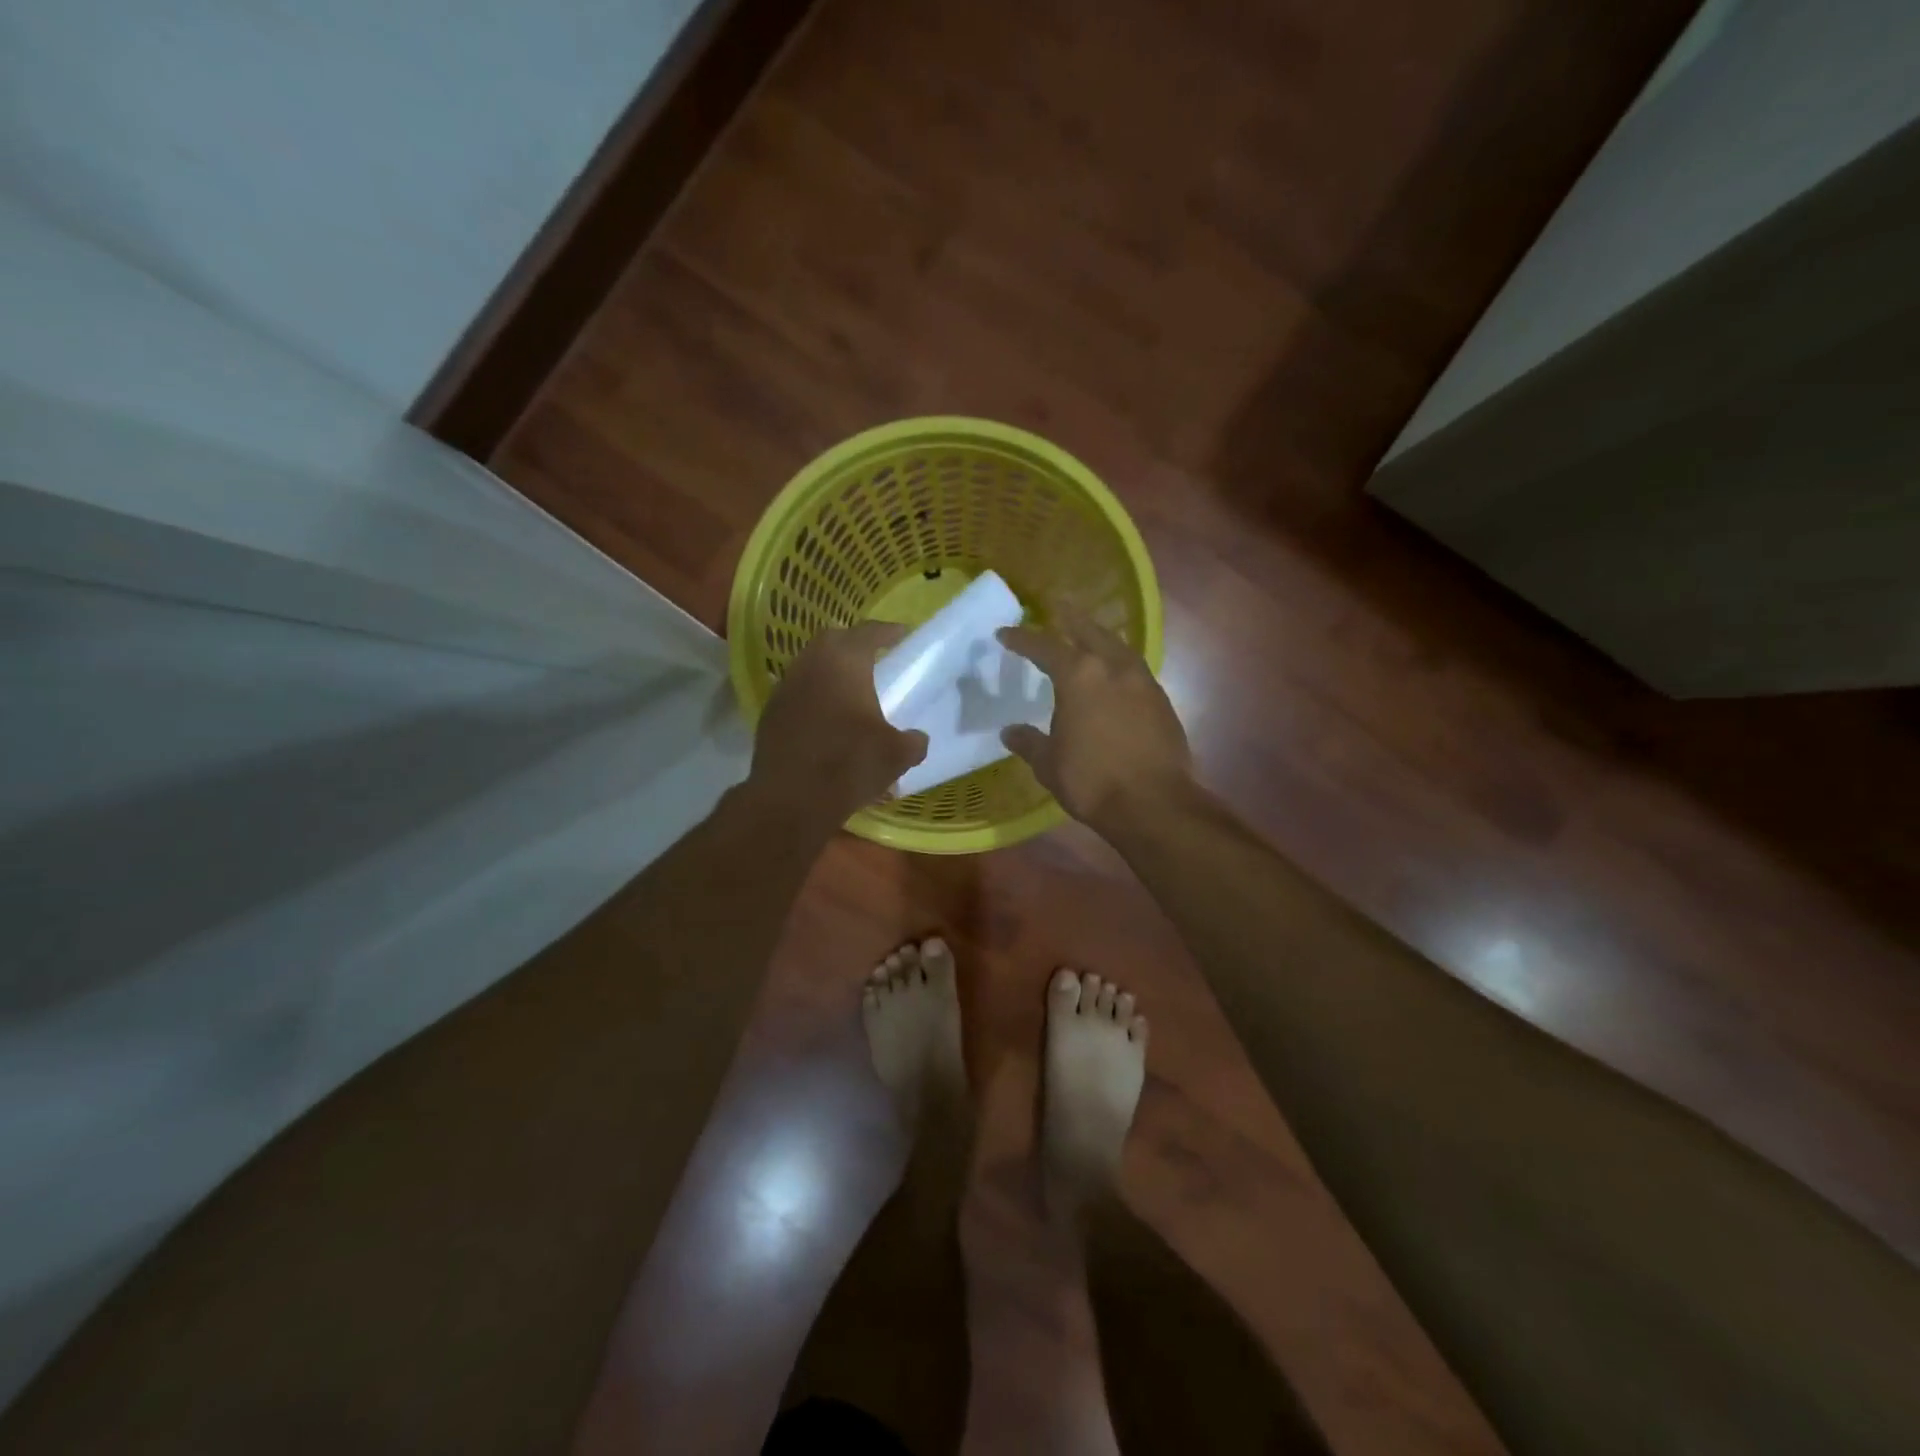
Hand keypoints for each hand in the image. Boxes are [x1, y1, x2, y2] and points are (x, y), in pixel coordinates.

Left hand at [748, 620, 928, 825]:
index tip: (901, 634)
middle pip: (832, 640)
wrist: (792, 799)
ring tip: (850, 686)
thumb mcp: (897, 755)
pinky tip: (826, 715)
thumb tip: (917, 739)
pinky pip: (797, 692)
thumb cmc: (850, 764)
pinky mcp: (770, 714)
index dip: (887, 631)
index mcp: (845, 663)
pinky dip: (814, 694)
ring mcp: (785, 689)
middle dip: (853, 643)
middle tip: (874, 656)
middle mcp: (810, 665)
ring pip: (810, 665)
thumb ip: (913, 741)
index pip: (868, 632)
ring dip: (830, 669)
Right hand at [997, 609, 1191, 832]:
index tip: (1004, 634)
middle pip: (1090, 631)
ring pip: (1119, 647)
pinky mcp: (1162, 702)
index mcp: (1079, 676)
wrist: (1153, 804)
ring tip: (1089, 636)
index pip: (1044, 647)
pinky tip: (1115, 675)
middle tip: (1058, 605)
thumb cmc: (1091, 780)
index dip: (1022, 639)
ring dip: (1101, 637)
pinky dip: (1119, 664)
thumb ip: (1029, 742)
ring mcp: (1143, 683)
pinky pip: (1135, 670)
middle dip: (1071, 618)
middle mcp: (1113, 668)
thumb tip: (1010, 731)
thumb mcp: (1048, 763)